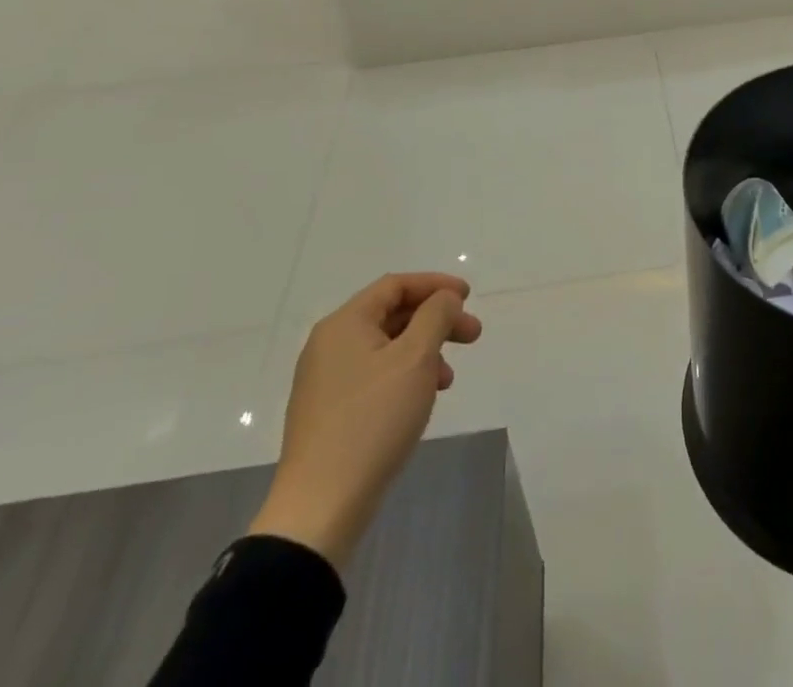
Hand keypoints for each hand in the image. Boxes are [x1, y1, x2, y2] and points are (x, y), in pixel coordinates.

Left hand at [249, 273, 481, 568]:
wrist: (320, 507)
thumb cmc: (373, 420)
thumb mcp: (416, 358)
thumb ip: (436, 316)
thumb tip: (444, 300)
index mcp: (344, 324)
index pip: (395, 285)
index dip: (436, 285)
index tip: (469, 297)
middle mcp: (329, 345)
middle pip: (392, 315)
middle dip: (436, 320)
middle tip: (472, 336)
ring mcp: (325, 380)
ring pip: (386, 347)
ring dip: (424, 351)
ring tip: (448, 378)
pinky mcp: (329, 412)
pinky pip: (375, 375)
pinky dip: (405, 376)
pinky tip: (421, 400)